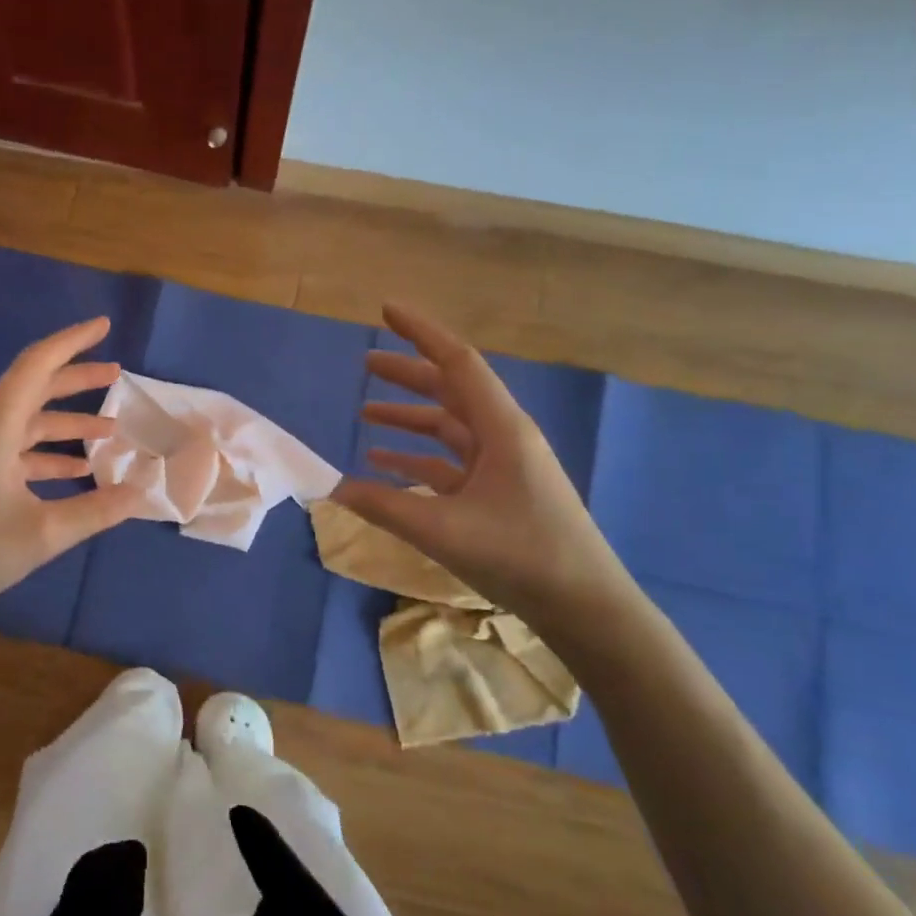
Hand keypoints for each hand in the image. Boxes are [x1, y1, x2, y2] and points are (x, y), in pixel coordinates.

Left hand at [0, 317, 141, 646]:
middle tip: (117, 374)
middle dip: (77, 379)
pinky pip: (21, 454)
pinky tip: (80, 470)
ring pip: (30, 424)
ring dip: (69, 421)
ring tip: (111, 428)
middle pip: (35, 390)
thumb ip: (98, 510)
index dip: (71, 342)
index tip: (104, 327)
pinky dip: (52, 455)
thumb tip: (144, 492)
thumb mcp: (44, 533)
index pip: (36, 366)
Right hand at [333, 304, 631, 627]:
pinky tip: (385, 466)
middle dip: (408, 374)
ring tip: (366, 411)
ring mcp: (503, 466)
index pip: (457, 362)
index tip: (386, 310)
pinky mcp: (498, 494)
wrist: (584, 606)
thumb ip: (382, 506)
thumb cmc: (520, 555)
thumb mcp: (442, 529)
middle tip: (366, 362)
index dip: (420, 333)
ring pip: (449, 428)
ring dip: (410, 418)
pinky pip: (450, 464)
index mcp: (501, 428)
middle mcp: (503, 437)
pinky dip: (417, 460)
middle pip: (450, 390)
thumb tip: (331, 487)